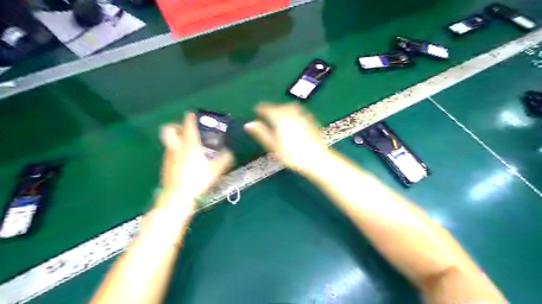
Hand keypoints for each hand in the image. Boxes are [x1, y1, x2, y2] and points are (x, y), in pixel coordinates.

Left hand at [158, 112, 231, 200]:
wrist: (178, 197)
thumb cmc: (198, 180)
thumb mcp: (215, 170)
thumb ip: (224, 159)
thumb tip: (229, 153)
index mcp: (189, 145)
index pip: (188, 126)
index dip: (190, 117)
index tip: (192, 114)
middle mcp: (176, 147)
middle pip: (168, 130)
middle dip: (175, 126)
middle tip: (183, 128)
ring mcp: (168, 156)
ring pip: (168, 141)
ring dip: (175, 139)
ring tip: (187, 145)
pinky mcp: (165, 166)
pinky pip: (169, 152)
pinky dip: (175, 150)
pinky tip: (184, 160)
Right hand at [244, 102, 327, 173]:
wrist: (316, 158)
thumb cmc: (292, 155)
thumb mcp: (273, 146)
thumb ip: (262, 133)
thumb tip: (249, 124)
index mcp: (280, 119)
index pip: (268, 109)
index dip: (261, 108)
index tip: (257, 109)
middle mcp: (291, 114)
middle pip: (279, 106)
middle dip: (272, 108)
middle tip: (266, 113)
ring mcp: (302, 115)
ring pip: (290, 106)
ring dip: (282, 108)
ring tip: (278, 115)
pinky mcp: (310, 119)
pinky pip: (298, 110)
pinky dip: (292, 111)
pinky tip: (291, 119)